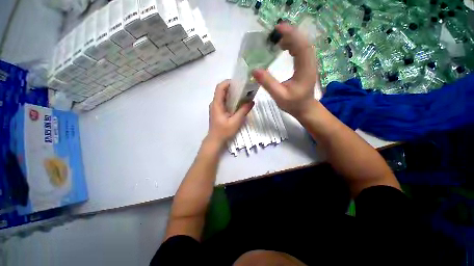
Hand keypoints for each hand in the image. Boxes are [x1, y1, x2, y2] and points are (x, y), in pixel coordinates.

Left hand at [206, 80, 253, 145]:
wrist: (215, 140)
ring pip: (224, 96)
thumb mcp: (235, 122)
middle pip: (222, 90)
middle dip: (233, 87)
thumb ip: (243, 111)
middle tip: (244, 89)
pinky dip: (231, 100)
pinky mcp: (218, 111)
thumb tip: (252, 101)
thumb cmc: (223, 132)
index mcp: (217, 104)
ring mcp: (216, 107)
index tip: (239, 83)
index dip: (229, 82)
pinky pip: (224, 101)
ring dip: (233, 94)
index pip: (220, 87)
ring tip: (243, 95)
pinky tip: (239, 103)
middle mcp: (215, 103)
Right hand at [252, 23, 318, 119]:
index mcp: (305, 70)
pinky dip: (292, 45)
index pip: (301, 47)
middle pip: (303, 42)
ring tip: (276, 39)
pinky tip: (283, 47)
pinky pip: (301, 50)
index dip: (291, 35)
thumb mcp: (279, 96)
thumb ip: (268, 83)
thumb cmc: (293, 104)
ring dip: (291, 38)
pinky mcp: (306, 65)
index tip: (277, 29)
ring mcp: (309, 63)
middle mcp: (310, 63)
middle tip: (274, 34)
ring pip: (302, 44)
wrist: (304, 108)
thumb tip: (254, 70)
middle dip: (289, 34)